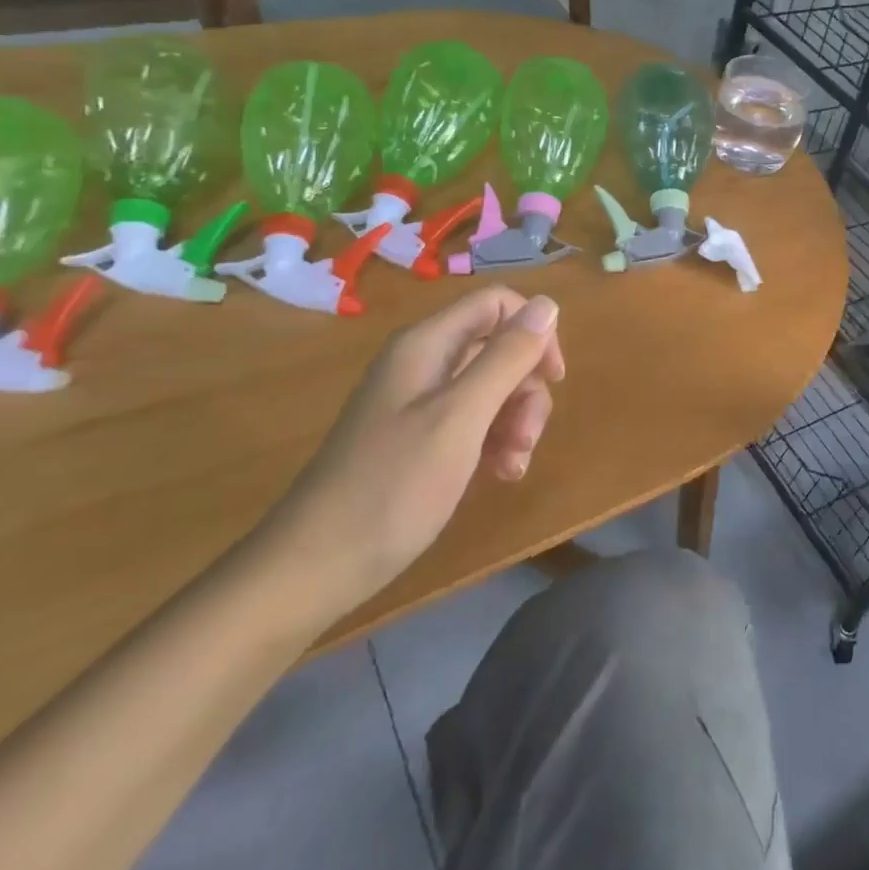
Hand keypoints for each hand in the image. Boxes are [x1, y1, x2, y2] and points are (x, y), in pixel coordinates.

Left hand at [247, 287, 563, 626]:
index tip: (553, 378)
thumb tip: (547, 303)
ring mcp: (419, 402)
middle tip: (527, 437)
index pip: (497, 304)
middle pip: (498, 349)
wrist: (315, 566)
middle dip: (525, 389)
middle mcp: (424, 363)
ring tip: (512, 466)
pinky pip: (473, 422)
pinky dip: (494, 442)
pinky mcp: (419, 438)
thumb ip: (507, 358)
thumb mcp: (461, 417)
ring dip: (515, 422)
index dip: (534, 331)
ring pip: (492, 389)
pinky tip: (499, 475)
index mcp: (428, 345)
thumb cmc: (393, 485)